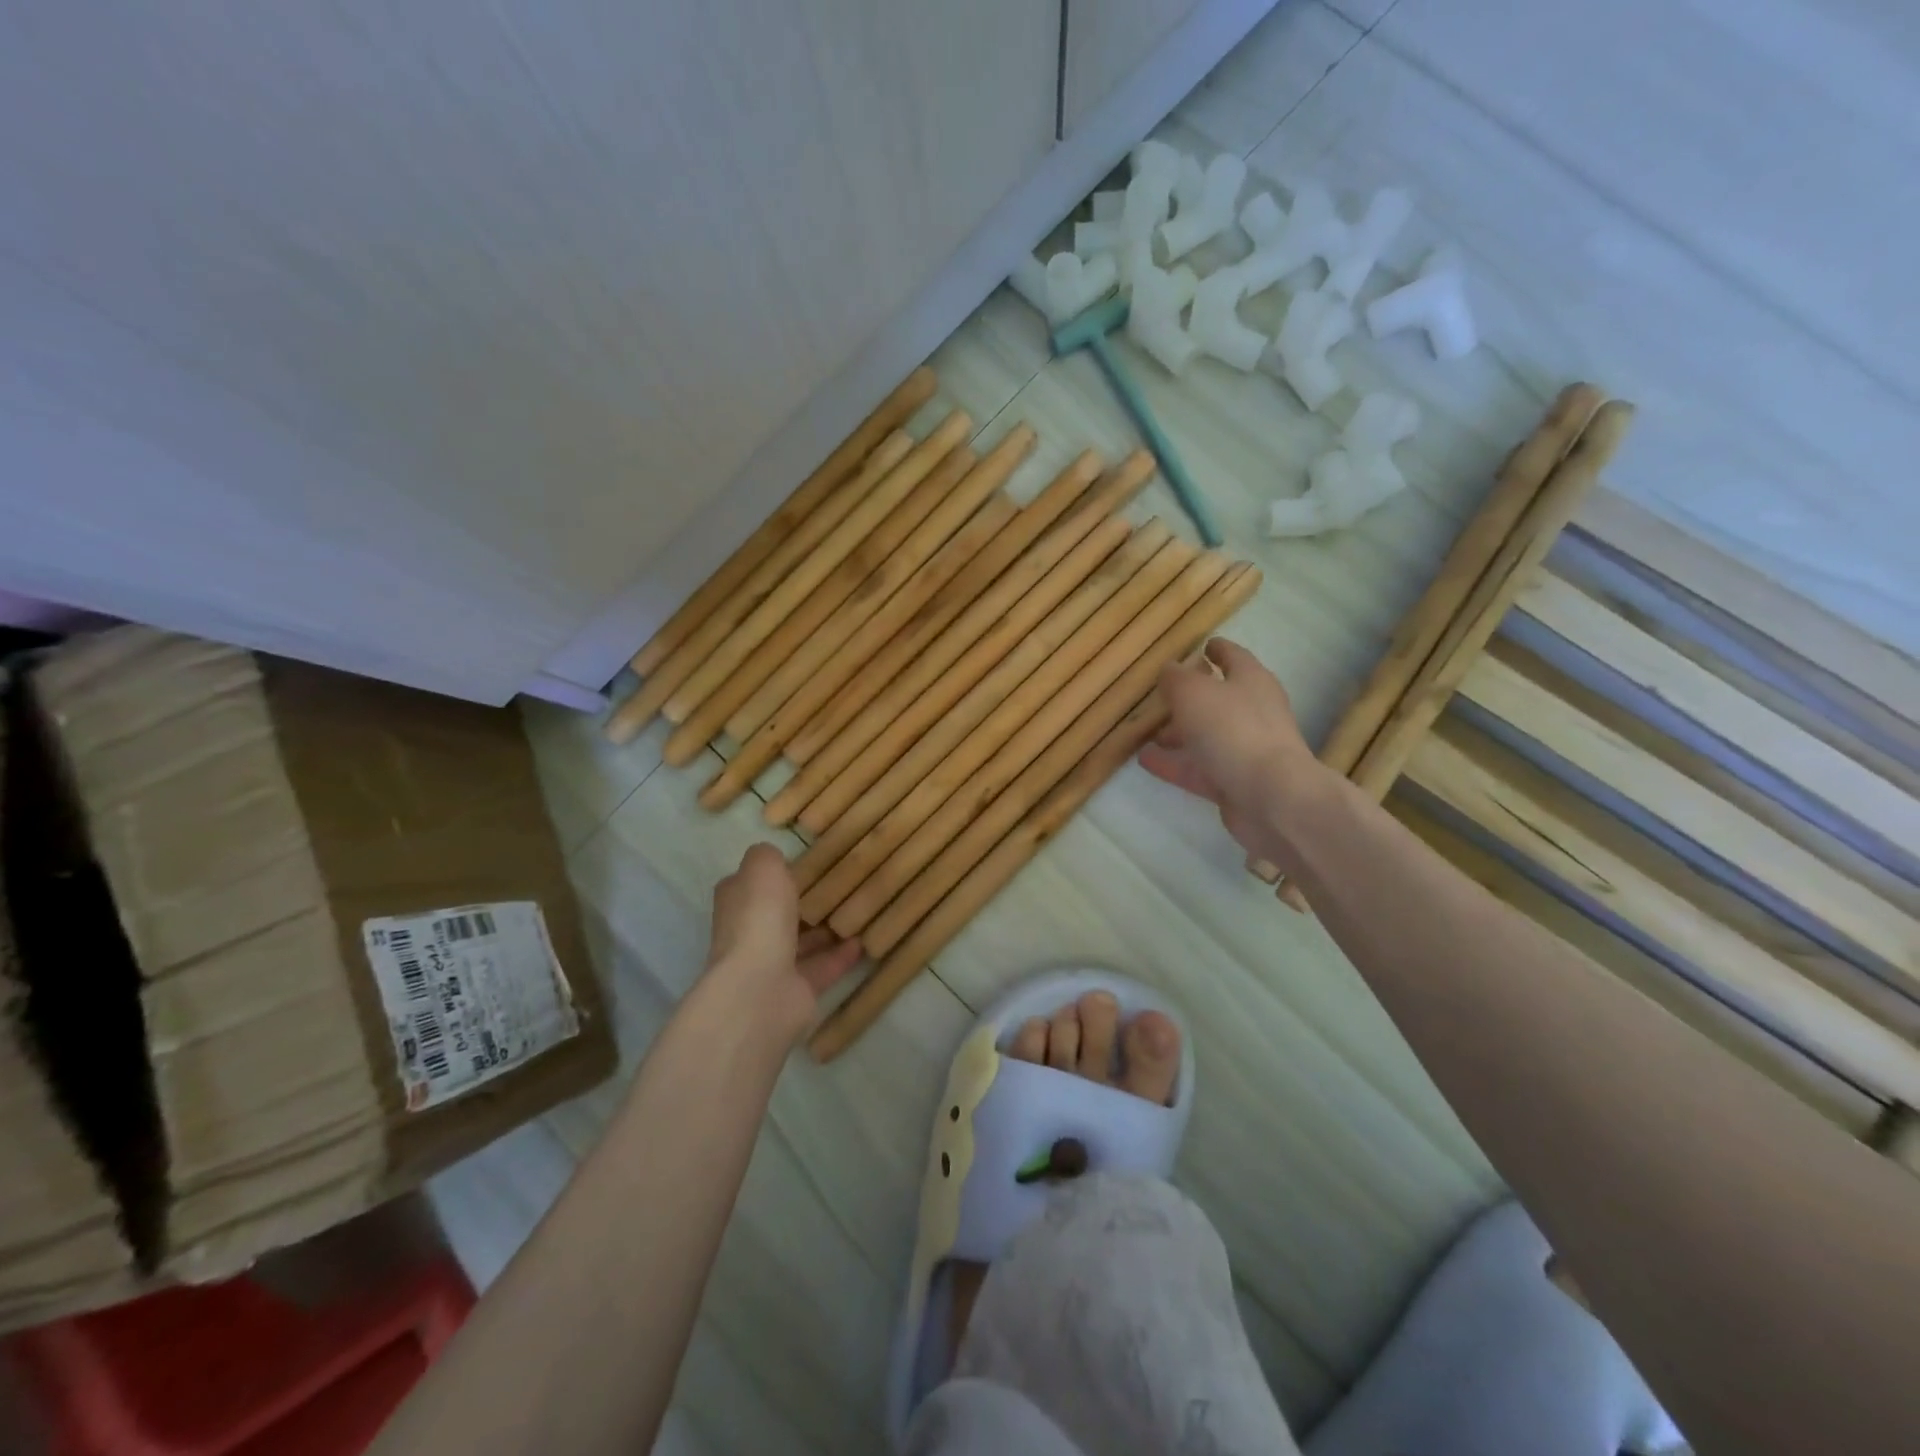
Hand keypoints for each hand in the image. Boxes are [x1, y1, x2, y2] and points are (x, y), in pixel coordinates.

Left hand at [704, 843, 862, 1041]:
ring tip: (859, 911)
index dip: (774, 875)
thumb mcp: (763, 868)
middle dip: (804, 903)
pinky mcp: (796, 990)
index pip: (751, 885)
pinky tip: (865, 942)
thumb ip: (768, 857)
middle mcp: (749, 934)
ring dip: (826, 930)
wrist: (761, 990)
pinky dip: (842, 956)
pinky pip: (823, 967)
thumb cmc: (760, 920)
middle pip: (778, 915)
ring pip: (802, 943)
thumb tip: (773, 857)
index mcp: (737, 904)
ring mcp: (771, 965)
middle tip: (841, 887)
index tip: (806, 865)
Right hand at [1139, 638, 1319, 868]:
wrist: (1271, 797)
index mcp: (1251, 681)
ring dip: (1179, 734)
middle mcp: (1253, 712)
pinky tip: (1145, 761)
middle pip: (1219, 699)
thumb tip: (1169, 669)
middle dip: (1190, 698)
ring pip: (1206, 736)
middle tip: (1162, 697)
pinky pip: (1199, 768)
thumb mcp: (1193, 693)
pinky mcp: (1235, 782)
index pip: (1234, 657)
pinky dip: (1174, 763)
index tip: (1203, 645)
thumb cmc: (1232, 730)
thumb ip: (1175, 679)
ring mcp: (1245, 749)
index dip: (1217, 649)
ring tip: (1148, 734)